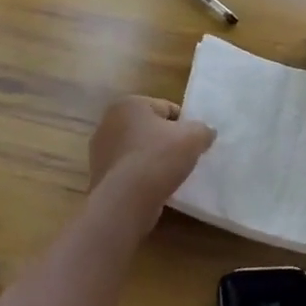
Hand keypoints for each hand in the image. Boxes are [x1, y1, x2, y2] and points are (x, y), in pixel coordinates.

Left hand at [87, 96, 215, 231]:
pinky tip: (154, 189)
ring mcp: (100, 150)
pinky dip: (141, 177)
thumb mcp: (193, 137)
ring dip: (153, 160)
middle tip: (184, 158)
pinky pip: (128, 171)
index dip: (185, 125)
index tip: (194, 142)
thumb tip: (206, 132)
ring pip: (138, 150)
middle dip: (166, 141)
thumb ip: (203, 129)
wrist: (126, 201)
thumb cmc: (158, 159)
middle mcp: (108, 122)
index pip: (167, 108)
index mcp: (129, 104)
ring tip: (170, 176)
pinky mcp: (99, 175)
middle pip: (150, 129)